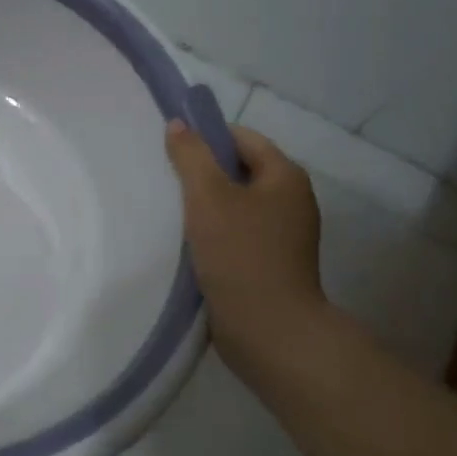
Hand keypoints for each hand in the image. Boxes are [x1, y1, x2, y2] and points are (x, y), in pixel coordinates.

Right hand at [164, 121, 329, 385]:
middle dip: (202, 174)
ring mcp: (283, 235)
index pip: (242, 138)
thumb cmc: (240, 254)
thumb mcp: (208, 196)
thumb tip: (178, 125)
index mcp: (285, 176)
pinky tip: (187, 243)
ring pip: (236, 205)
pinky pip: (237, 234)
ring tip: (170, 212)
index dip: (206, 137)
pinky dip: (213, 233)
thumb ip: (191, 156)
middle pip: (239, 171)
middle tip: (165, 181)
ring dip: (205, 207)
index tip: (171, 150)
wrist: (269, 330)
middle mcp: (291, 201)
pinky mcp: (270, 264)